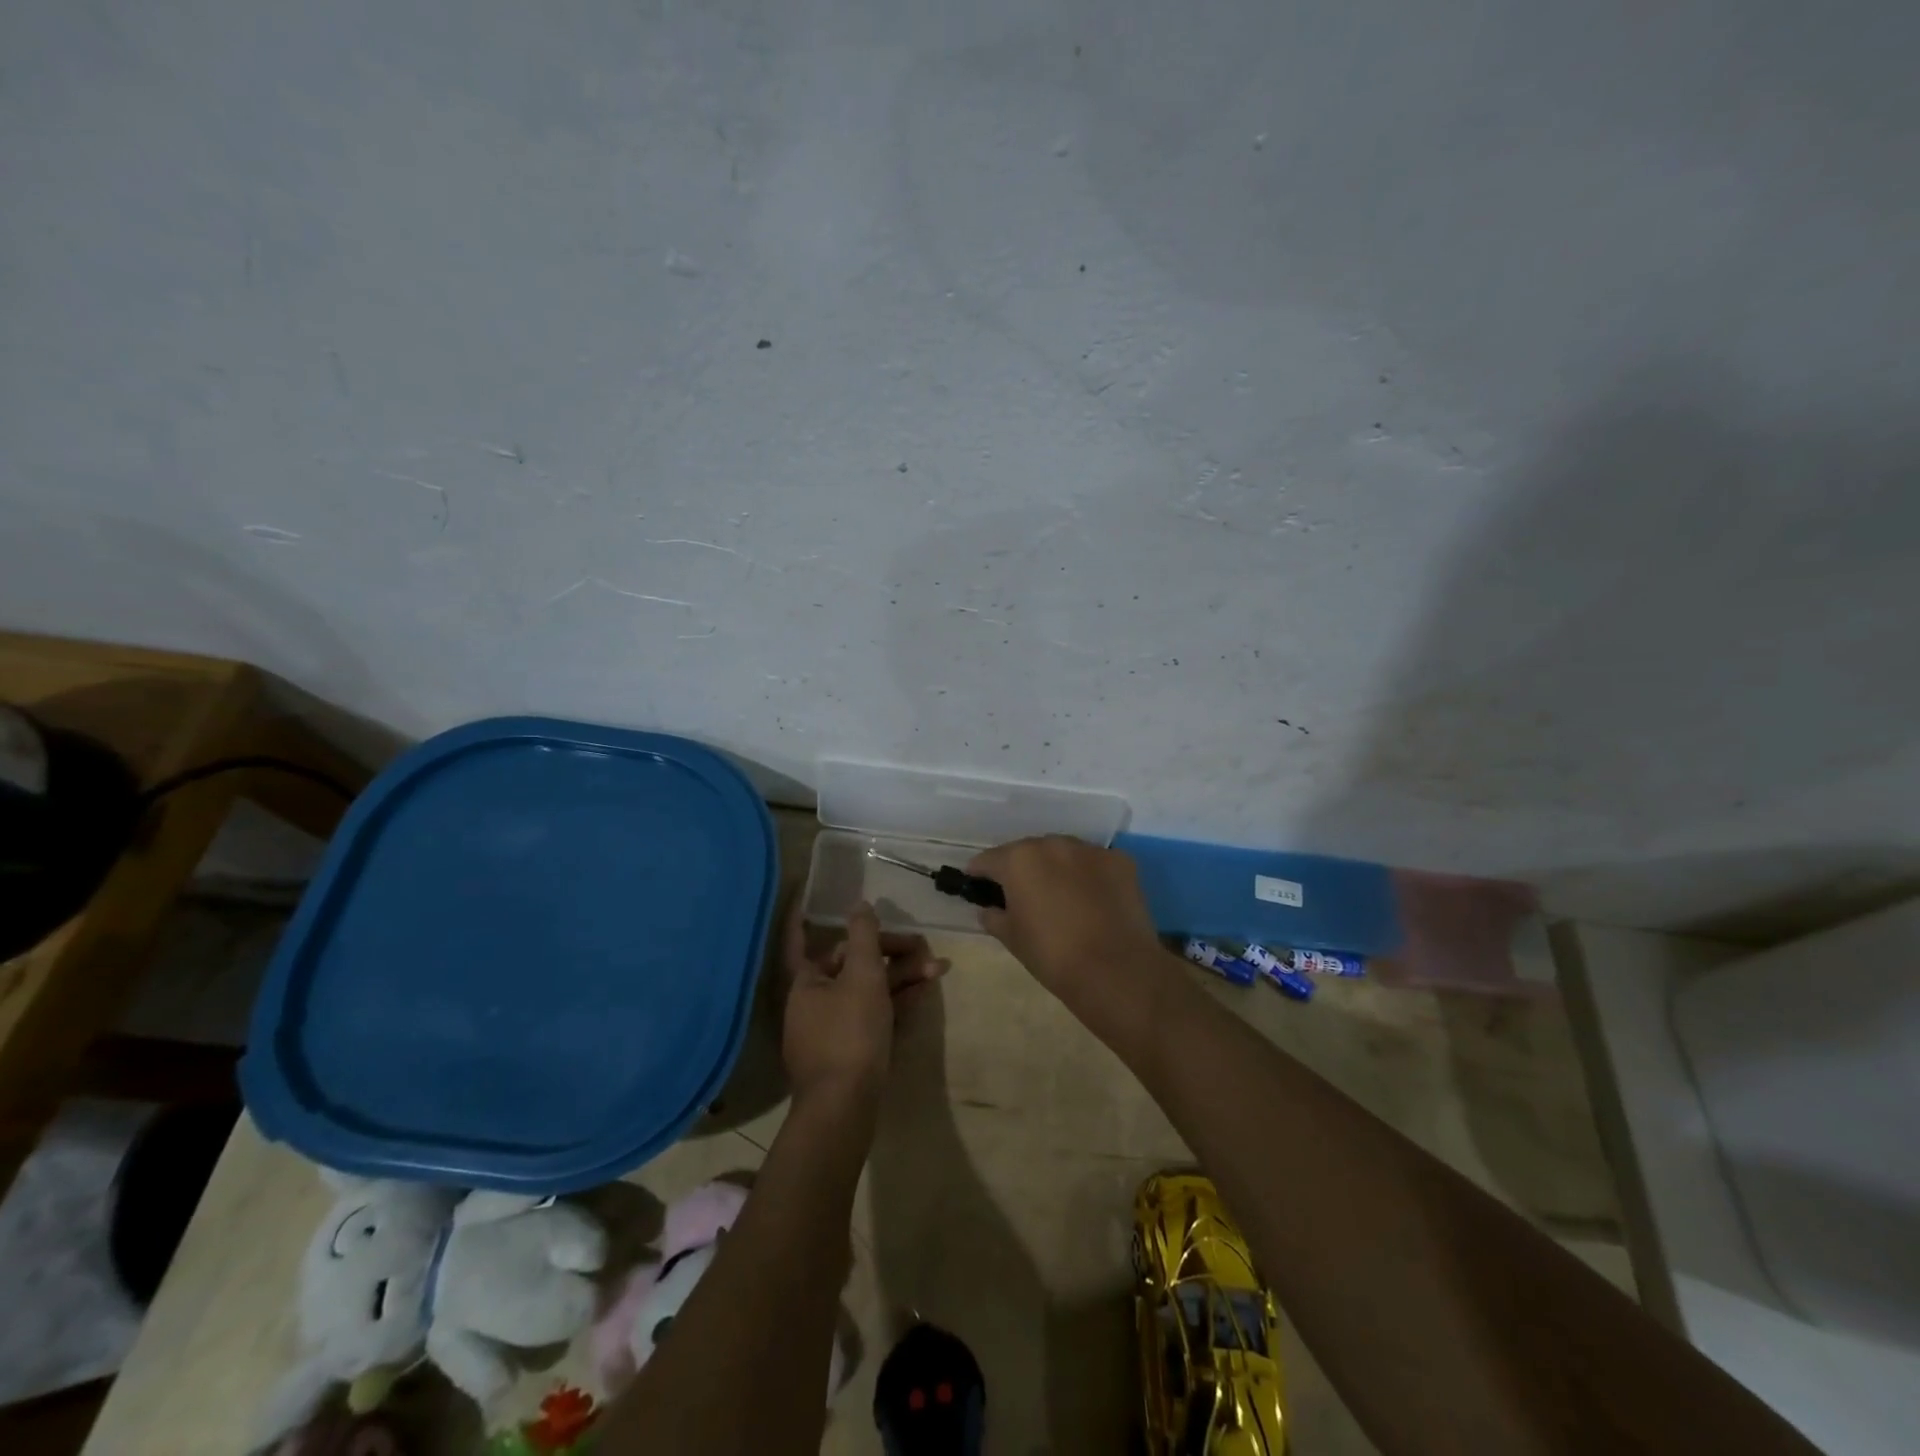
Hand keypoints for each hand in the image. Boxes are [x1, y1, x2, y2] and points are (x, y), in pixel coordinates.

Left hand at [781, 899, 938, 1105]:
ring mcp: (833, 1031)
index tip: (803, 901)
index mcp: (807, 982)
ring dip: (902, 977)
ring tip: (939, 969)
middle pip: (853, 965)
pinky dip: (897, 1002)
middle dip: (892, 953)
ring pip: (869, 991)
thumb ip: (863, 936)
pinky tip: (923, 994)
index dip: (802, 921)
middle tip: (925, 949)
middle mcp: (815, 1003)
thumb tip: (859, 905)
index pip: (801, 941)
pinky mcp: (852, 1053)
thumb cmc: (850, 1033)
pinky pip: (874, 1016)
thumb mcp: (862, 976)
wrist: (845, 1108)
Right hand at [965, 836, 1162, 1003]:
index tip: (976, 883)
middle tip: (1021, 893)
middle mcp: (1052, 844)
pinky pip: (1094, 863)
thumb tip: (988, 909)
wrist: (1115, 970)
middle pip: (1028, 851)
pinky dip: (1089, 875)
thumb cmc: (1052, 955)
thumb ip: (994, 917)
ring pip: (1063, 853)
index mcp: (1019, 860)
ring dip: (1056, 867)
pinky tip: (1092, 899)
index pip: (989, 859)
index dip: (979, 872)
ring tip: (1060, 894)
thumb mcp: (1012, 939)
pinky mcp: (1120, 860)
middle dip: (1021, 868)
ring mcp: (1089, 849)